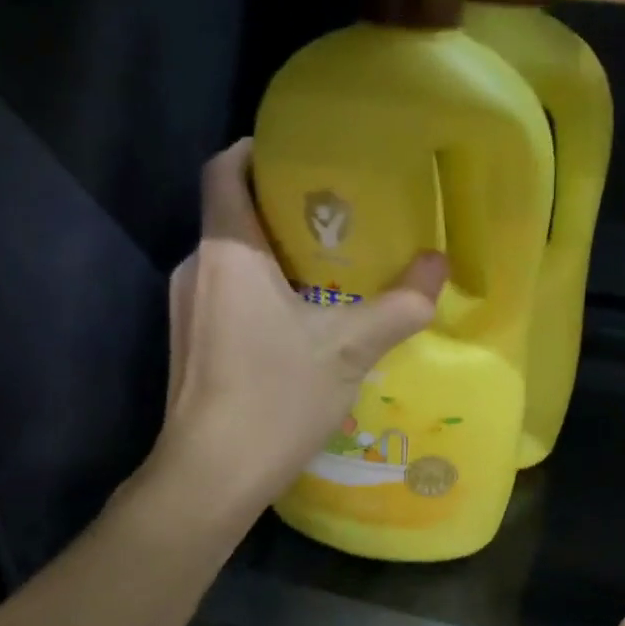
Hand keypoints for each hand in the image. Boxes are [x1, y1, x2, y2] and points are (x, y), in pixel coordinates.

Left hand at [161, 140, 446, 512]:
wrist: (210, 475)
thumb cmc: (275, 397)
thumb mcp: (349, 349)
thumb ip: (399, 305)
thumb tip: (440, 266)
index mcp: (227, 252)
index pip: (224, 170)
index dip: (254, 149)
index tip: (297, 152)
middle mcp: (195, 269)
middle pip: (231, 215)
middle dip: (280, 208)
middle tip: (337, 216)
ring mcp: (184, 310)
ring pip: (230, 261)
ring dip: (272, 257)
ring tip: (327, 269)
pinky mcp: (188, 346)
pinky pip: (224, 297)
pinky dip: (258, 293)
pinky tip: (298, 324)